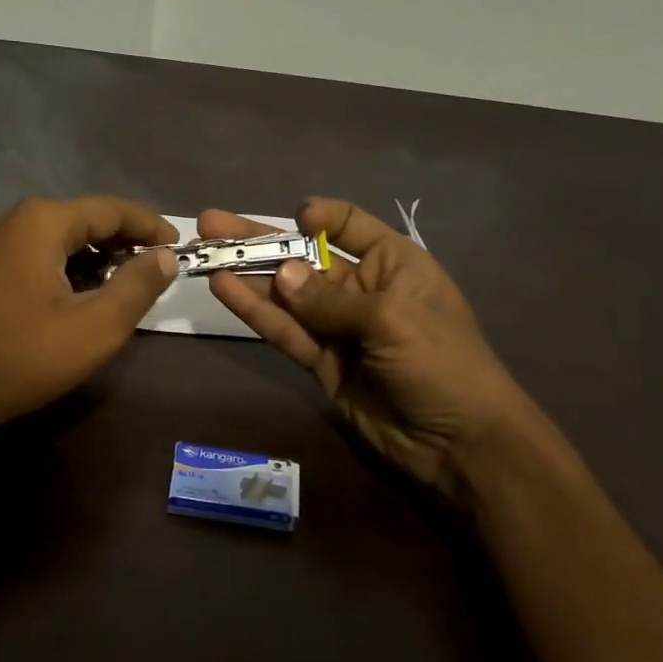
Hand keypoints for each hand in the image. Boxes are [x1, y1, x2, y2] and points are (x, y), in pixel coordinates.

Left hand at [0, 196, 177, 436]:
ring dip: (86, 252)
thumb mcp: (96, 327)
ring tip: (114, 278)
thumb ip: (138, 285)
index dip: (148, 224)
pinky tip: (62, 286)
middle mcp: (9, 219)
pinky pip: (23, 252)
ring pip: (50, 235)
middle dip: (119, 239)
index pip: (110, 209)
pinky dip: (52, 262)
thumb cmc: (24, 357)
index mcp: (41, 221)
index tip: (178, 243)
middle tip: (151, 264)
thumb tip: (165, 256)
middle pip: (78, 218)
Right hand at [200, 198, 531, 501]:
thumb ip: (330, 299)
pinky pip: (285, 331)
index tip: (293, 218)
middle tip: (211, 224)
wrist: (457, 443)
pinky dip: (256, 312)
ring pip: (286, 294)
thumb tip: (282, 274)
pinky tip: (224, 290)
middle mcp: (362, 288)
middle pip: (304, 256)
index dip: (318, 218)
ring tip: (205, 254)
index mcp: (394, 264)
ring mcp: (338, 327)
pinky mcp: (320, 362)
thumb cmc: (441, 363)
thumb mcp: (392, 320)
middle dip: (260, 241)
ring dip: (247, 275)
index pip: (350, 226)